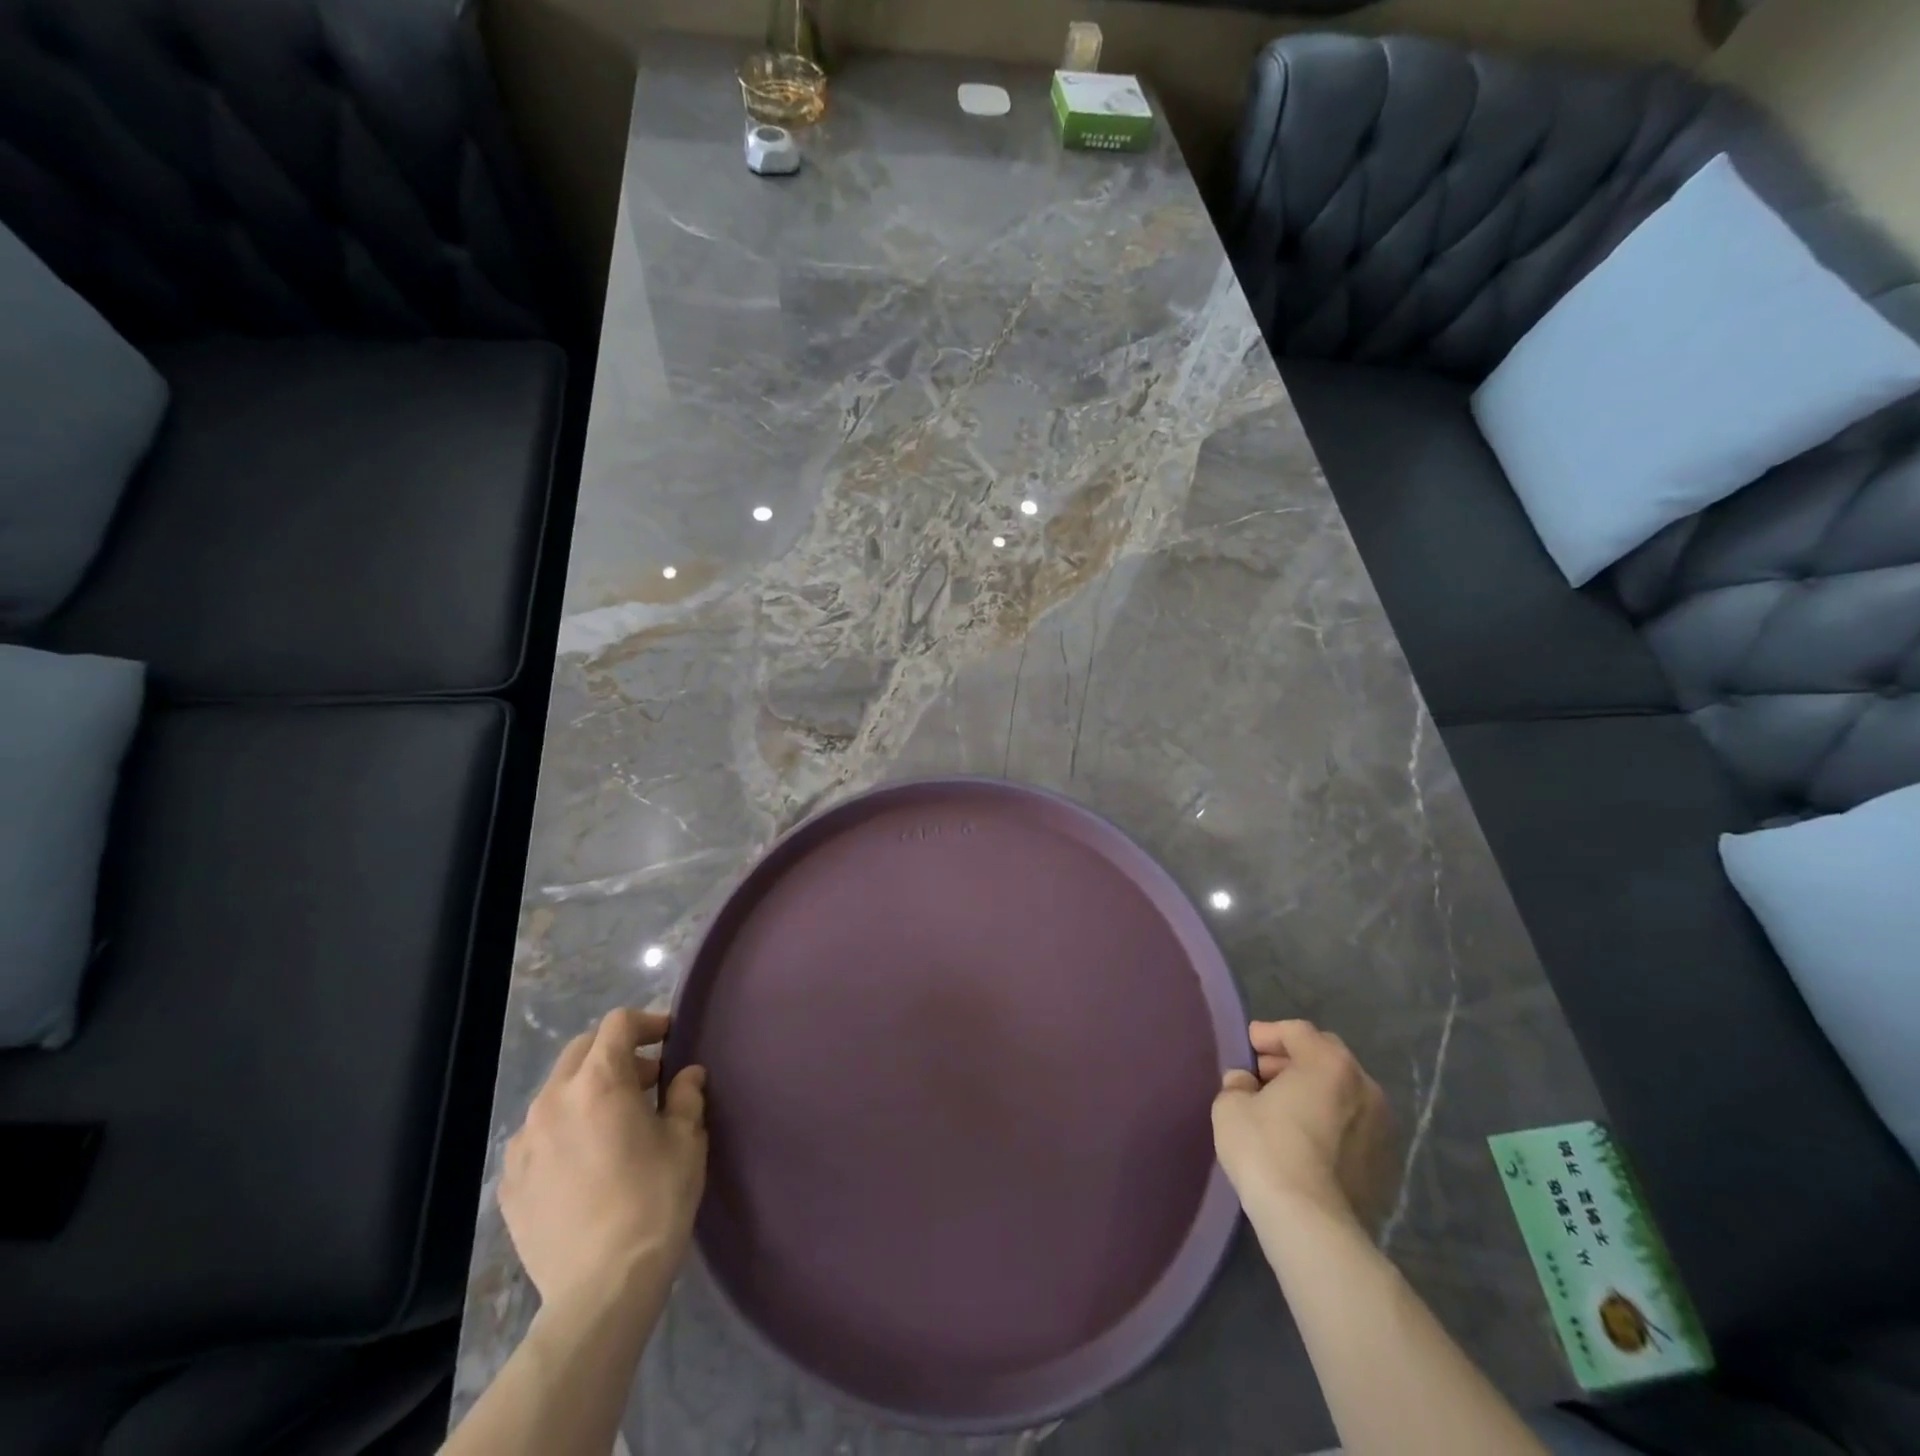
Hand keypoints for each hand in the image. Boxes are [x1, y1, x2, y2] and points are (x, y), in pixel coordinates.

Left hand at [500, 1008, 707, 1317]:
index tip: (669, 1039)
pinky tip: (585, 1160)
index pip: (618, 1025)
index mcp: (598, 1083)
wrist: (601, 1289)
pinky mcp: (509, 1181)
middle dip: (616, 1053)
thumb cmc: (654, 1201)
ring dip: (588, 1090)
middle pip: (582, 1050)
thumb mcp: (686, 1140)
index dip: (647, 1023)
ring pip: (557, 1091)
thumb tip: (686, 1075)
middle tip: (648, 1079)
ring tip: (615, 1122)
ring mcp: (524, 1142)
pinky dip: (564, 1128)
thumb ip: (686, 1095)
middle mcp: (553, 1101)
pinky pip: (538, 1134)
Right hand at [1211, 1019, 1393, 1230]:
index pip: (1297, 1031)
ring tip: (1286, 1110)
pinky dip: (1331, 1123)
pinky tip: (1307, 1142)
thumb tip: (1247, 1084)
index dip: (1268, 1034)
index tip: (1248, 1047)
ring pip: (1344, 1093)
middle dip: (1294, 1060)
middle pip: (1326, 1057)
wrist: (1311, 1224)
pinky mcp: (1387, 1164)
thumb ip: (1238, 1083)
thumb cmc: (1266, 1149)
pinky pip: (1354, 1127)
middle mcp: (1365, 1086)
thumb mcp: (1231, 1105)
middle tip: (1264, 1075)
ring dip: (1315, 1092)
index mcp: (1329, 1063)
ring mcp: (1383, 1127)